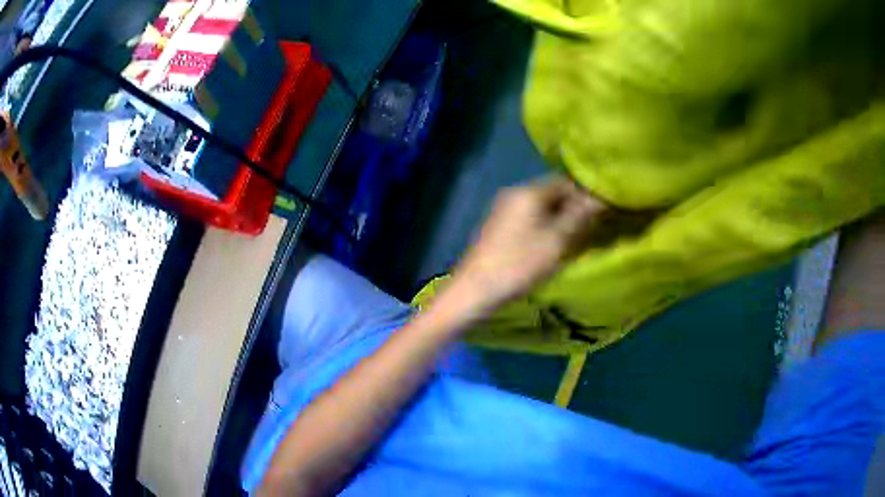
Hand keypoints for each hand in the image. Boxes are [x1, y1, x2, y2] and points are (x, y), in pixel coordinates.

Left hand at [448, 176, 606, 314]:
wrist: (475, 289)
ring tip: (572, 238)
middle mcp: (513, 193)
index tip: (600, 213)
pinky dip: (542, 226)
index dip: (584, 195)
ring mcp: (502, 209)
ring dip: (558, 218)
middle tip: (589, 228)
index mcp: (528, 192)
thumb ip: (579, 216)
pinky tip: (549, 244)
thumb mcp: (556, 241)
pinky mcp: (497, 225)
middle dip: (572, 208)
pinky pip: (527, 218)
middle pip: (551, 193)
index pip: (565, 182)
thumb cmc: (519, 264)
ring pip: (540, 207)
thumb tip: (598, 197)